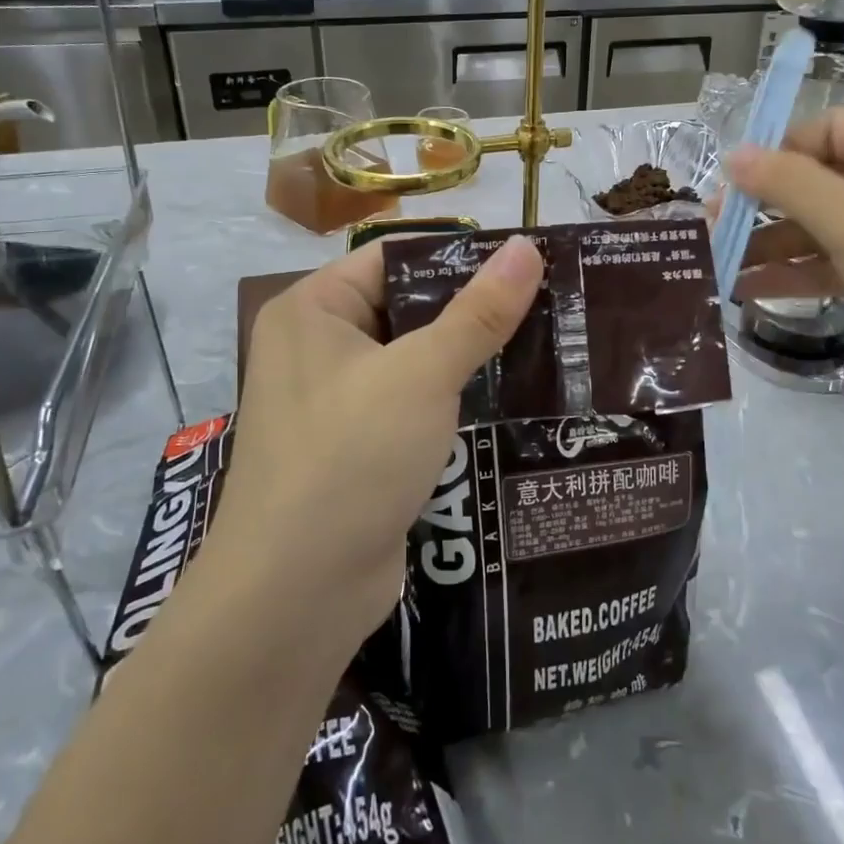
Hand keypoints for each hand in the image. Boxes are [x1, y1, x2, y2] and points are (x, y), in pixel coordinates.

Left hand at [209, 236, 543, 653]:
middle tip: (548, 301)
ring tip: (545, 342)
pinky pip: (412, 404)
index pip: (393, 258)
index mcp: (313, 310)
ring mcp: (335, 401)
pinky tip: (511, 397)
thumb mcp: (422, 374)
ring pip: (413, 360)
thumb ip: (478, 312)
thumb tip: (526, 247)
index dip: (458, 255)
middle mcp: (317, 347)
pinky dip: (453, 399)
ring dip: (469, 356)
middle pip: (406, 308)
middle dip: (472, 309)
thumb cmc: (351, 458)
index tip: (526, 260)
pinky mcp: (357, 447)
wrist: (295, 596)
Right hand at [724, 109, 843, 416]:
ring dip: (772, 245)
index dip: (776, 152)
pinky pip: (834, 261)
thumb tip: (733, 154)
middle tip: (712, 226)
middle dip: (764, 205)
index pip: (826, 130)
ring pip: (821, 226)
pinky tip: (748, 290)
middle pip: (818, 180)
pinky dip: (795, 272)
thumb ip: (789, 185)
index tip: (730, 183)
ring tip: (718, 264)